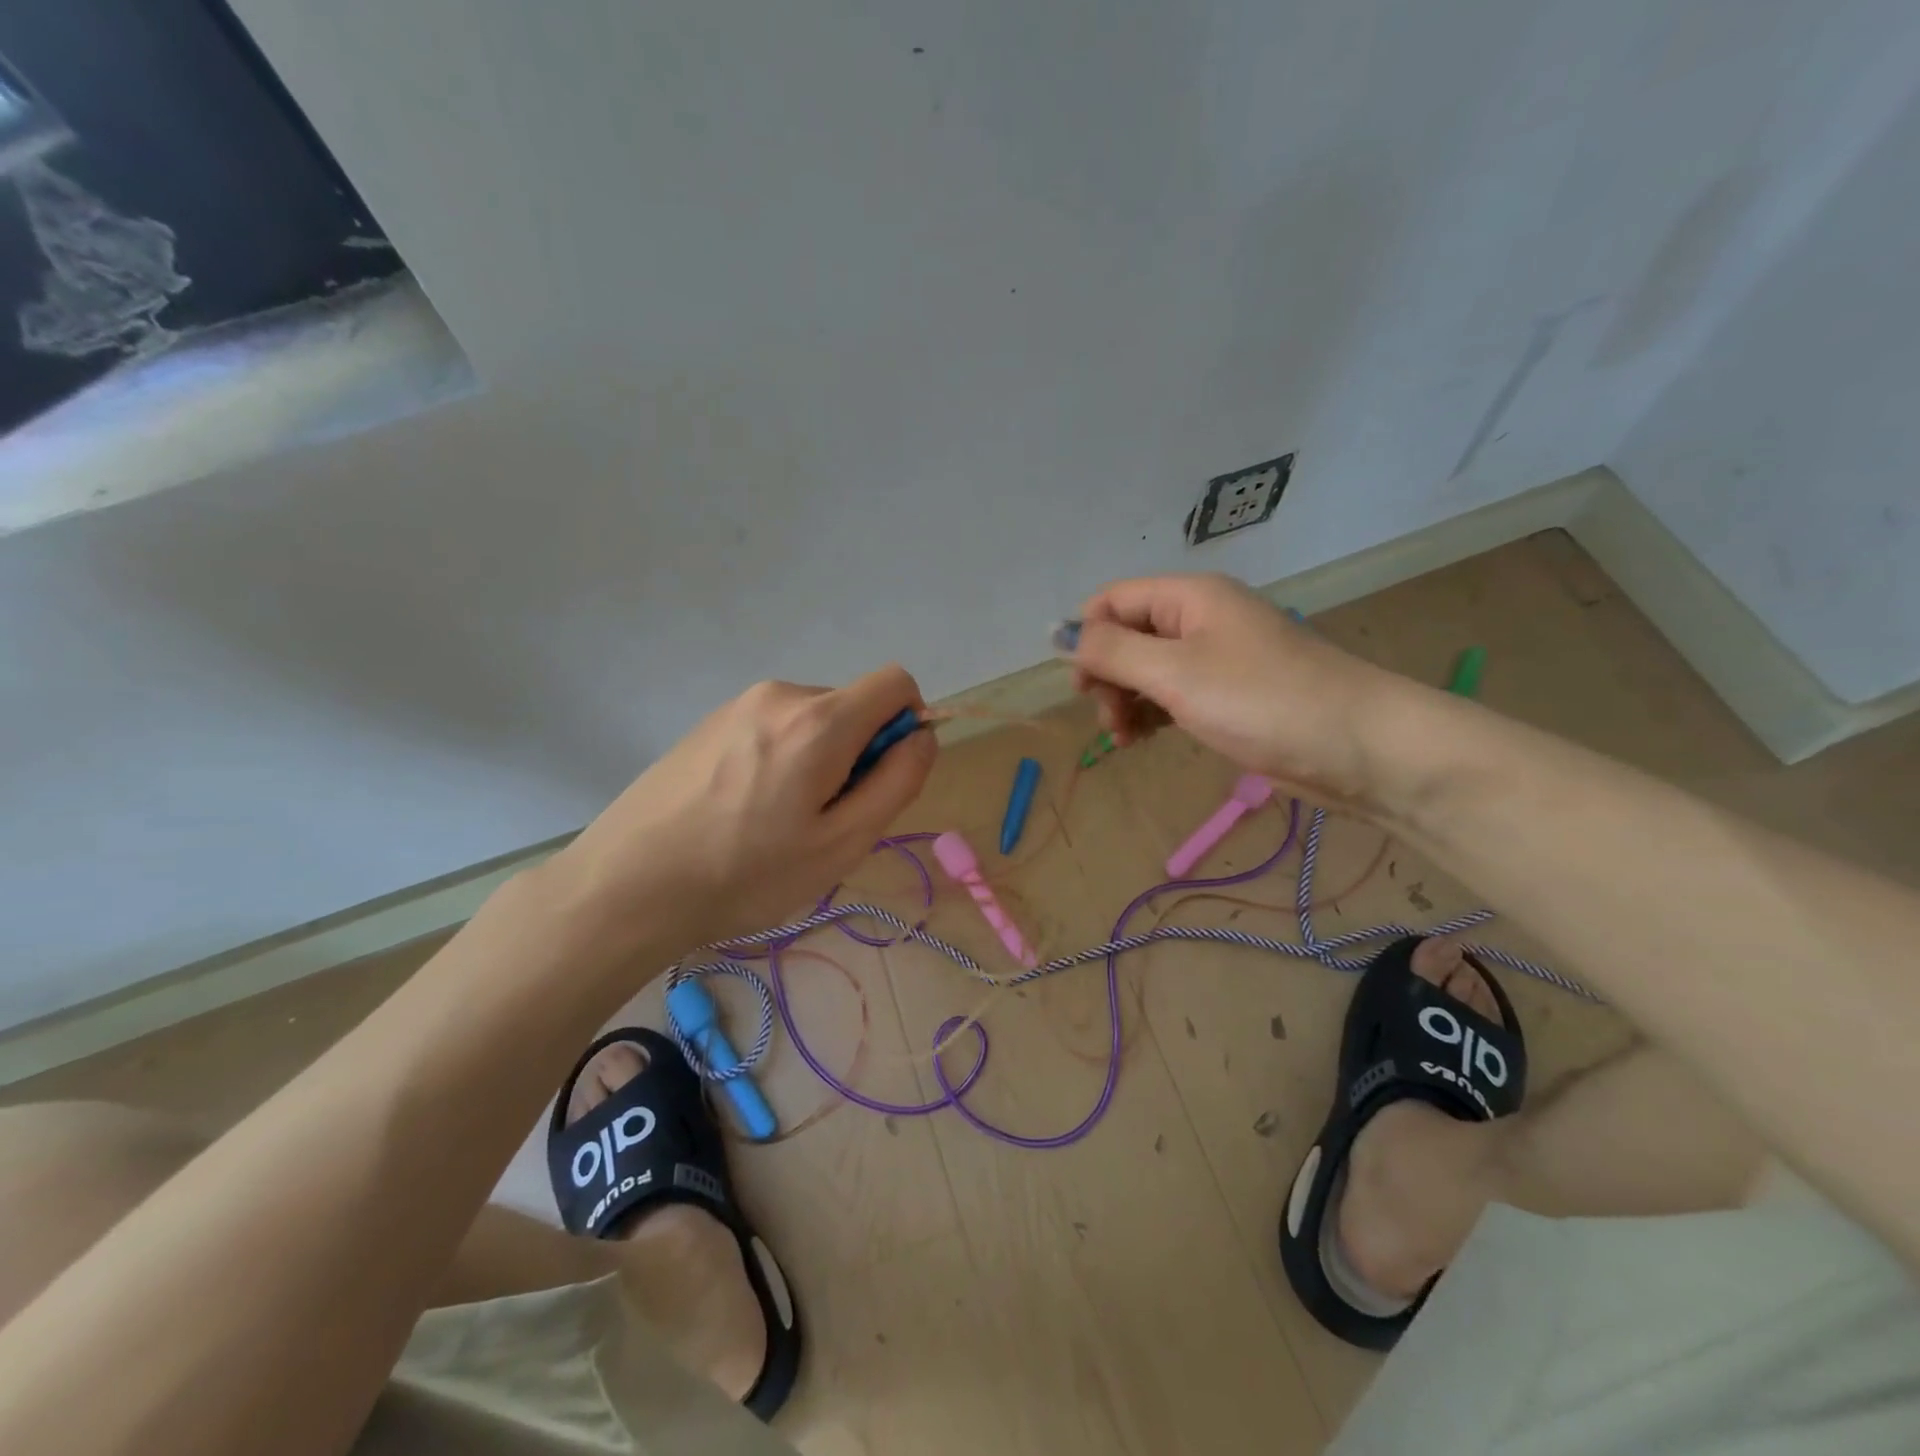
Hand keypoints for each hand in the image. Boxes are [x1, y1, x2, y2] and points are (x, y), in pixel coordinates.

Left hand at [550, 666, 935, 948]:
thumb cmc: (747, 873)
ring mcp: (739, 705)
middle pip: (852, 707)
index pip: (896, 683)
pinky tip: (744, 810)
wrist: (627, 885)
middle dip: (858, 753)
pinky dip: (782, 759)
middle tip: (822, 820)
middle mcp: (781, 695)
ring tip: (778, 821)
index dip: (907, 726)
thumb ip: (898, 782)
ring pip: (813, 721)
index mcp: (820, 719)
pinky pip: (773, 728)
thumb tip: (922, 736)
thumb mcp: (842, 843)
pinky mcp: (710, 722)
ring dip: (818, 760)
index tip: (880, 780)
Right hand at [1067, 573, 1420, 808]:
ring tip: (1126, 738)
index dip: (1086, 637)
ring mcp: (1218, 658)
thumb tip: (1054, 633)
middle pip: (1128, 635)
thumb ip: (1110, 652)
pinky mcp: (1230, 695)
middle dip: (1108, 676)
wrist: (1359, 748)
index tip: (1081, 686)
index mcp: (1190, 597)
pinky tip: (1145, 739)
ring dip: (1126, 700)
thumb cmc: (1262, 701)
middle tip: (1110, 720)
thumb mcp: (1175, 673)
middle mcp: (1201, 619)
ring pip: (1148, 669)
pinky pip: (1173, 694)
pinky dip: (1152, 714)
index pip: (1113, 600)